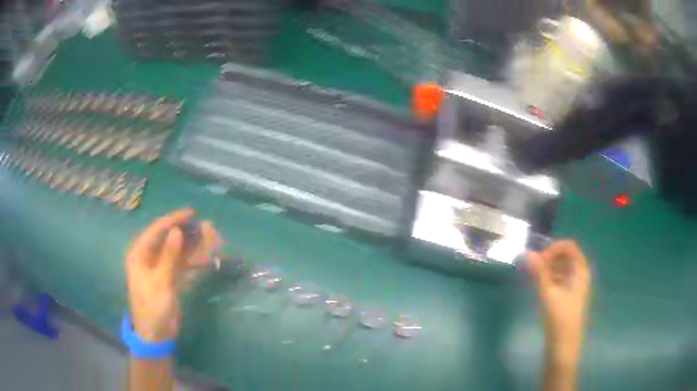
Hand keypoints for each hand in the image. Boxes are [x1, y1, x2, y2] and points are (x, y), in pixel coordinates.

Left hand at [125, 209, 221, 341]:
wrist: (157, 335)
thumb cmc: (152, 307)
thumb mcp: (160, 282)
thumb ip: (169, 256)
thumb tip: (177, 231)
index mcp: (140, 254)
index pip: (156, 230)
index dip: (173, 220)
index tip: (191, 213)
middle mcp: (149, 258)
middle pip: (169, 239)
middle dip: (187, 233)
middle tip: (206, 227)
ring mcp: (161, 269)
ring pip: (179, 252)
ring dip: (194, 246)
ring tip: (212, 238)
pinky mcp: (171, 279)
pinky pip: (184, 265)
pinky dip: (195, 261)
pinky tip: (208, 256)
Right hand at [528, 240, 590, 365]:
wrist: (563, 345)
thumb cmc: (560, 317)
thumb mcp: (548, 293)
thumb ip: (539, 272)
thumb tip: (527, 253)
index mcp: (580, 270)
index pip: (569, 247)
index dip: (553, 248)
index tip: (539, 259)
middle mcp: (579, 274)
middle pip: (565, 256)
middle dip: (548, 258)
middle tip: (532, 267)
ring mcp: (574, 286)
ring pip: (561, 268)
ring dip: (547, 268)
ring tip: (532, 276)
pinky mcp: (567, 296)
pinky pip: (559, 279)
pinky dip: (548, 278)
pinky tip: (537, 285)